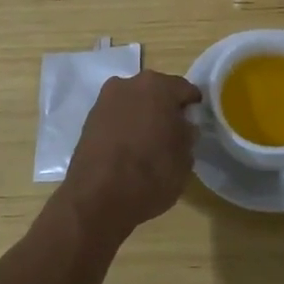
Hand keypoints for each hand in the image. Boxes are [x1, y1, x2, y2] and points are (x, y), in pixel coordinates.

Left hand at [55, 70, 201, 243]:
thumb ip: (188, 133)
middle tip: (172, 136)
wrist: (96, 199)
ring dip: (142, 117)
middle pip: (156, 92)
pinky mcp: (88, 120)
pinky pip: (116, 118)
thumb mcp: (185, 158)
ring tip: (148, 146)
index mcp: (158, 86)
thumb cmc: (150, 174)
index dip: (193, 108)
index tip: (195, 127)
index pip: (185, 90)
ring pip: (134, 104)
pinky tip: (128, 152)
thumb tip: (182, 126)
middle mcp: (129, 84)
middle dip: (165, 109)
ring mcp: (105, 100)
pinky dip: (124, 128)